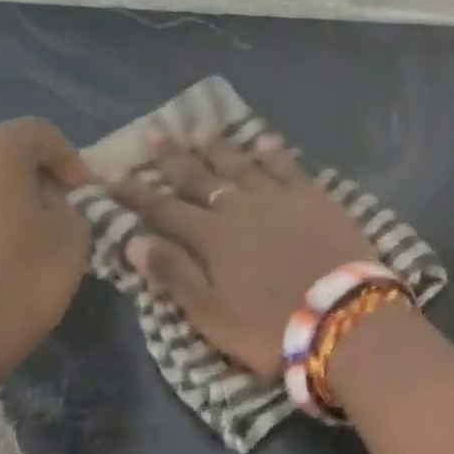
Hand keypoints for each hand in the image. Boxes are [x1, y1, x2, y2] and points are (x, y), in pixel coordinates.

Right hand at [111, 134, 373, 379]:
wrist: (343, 315)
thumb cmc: (271, 325)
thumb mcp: (212, 314)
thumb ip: (175, 275)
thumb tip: (134, 240)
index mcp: (213, 238)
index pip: (164, 209)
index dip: (136, 192)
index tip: (111, 172)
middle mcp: (242, 208)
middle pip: (201, 177)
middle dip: (174, 157)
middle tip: (156, 131)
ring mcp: (281, 198)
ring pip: (242, 165)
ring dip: (219, 147)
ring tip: (200, 128)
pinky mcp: (315, 197)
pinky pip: (289, 167)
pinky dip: (273, 152)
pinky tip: (263, 139)